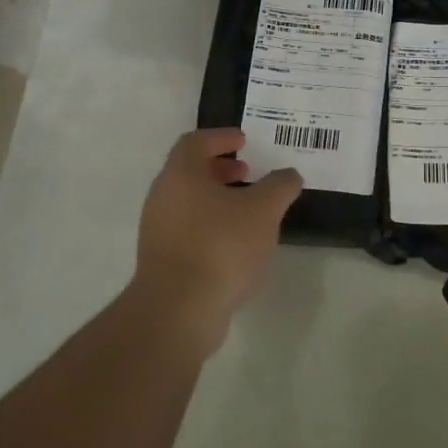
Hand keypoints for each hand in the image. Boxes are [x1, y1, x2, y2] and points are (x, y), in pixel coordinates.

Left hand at [130, 128, 301, 352]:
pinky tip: (237, 244)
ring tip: (249, 210)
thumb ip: (280, 186)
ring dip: (217, 199)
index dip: (220, 137)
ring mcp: (158, 231)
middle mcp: (162, 198)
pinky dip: (212, 225)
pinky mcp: (163, 261)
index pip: (195, 142)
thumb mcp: (263, 210)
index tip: (244, 140)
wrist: (179, 310)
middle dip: (220, 168)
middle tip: (247, 171)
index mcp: (180, 175)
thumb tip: (289, 175)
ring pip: (189, 203)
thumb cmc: (220, 247)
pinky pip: (188, 230)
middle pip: (189, 172)